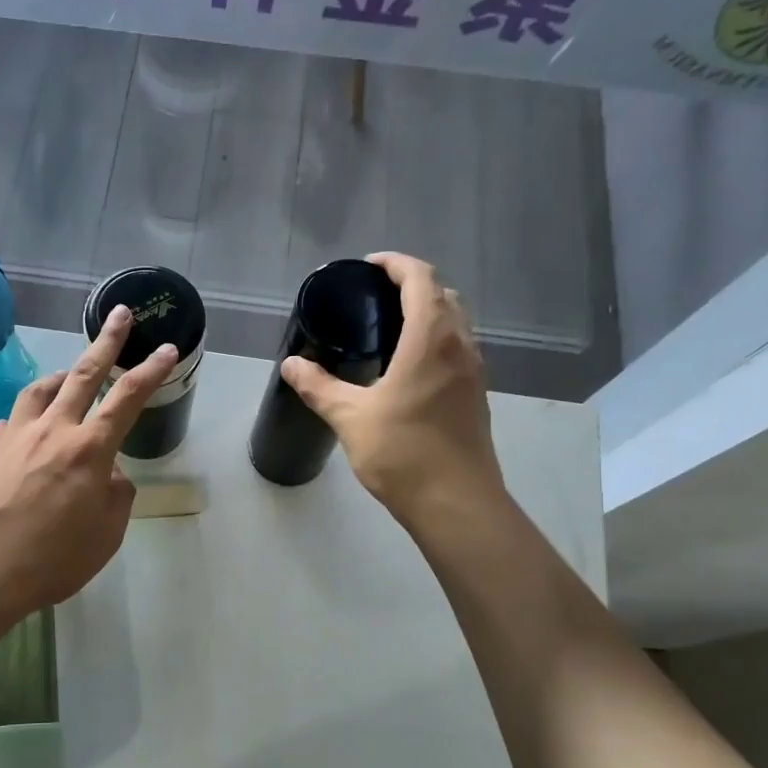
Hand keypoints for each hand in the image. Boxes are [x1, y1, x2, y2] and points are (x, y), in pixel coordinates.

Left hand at [0, 306, 177, 617]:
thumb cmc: (53, 560)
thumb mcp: (106, 535)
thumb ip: (117, 496)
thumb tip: (111, 475)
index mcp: (90, 450)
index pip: (128, 398)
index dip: (152, 371)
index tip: (168, 349)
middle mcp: (53, 430)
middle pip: (85, 374)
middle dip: (107, 341)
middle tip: (121, 314)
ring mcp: (15, 436)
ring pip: (41, 389)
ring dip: (62, 375)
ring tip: (70, 375)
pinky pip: (12, 420)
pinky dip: (29, 417)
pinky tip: (29, 431)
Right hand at [281, 252, 502, 521]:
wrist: (456, 503)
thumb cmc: (404, 453)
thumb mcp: (351, 418)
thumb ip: (319, 387)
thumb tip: (292, 365)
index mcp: (431, 339)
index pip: (421, 279)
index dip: (396, 264)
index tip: (368, 267)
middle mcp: (460, 346)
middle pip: (444, 295)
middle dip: (412, 284)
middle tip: (374, 296)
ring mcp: (473, 371)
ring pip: (456, 322)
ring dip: (428, 311)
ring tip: (388, 326)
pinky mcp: (476, 395)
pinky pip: (458, 348)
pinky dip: (435, 339)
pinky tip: (407, 366)